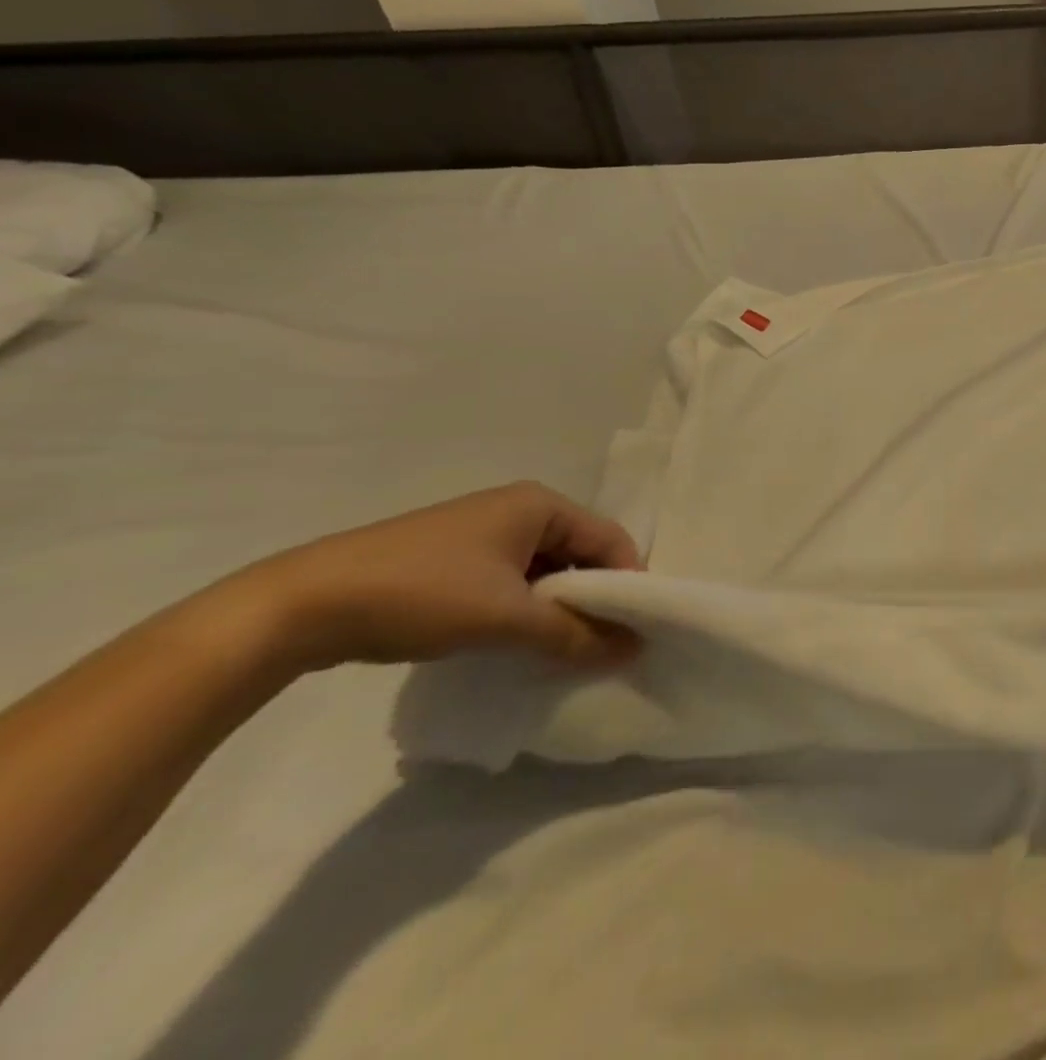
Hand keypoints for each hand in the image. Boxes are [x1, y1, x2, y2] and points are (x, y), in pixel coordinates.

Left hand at [220, 483, 643, 671]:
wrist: (302, 605)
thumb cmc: (422, 594)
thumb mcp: (506, 618)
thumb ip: (574, 635)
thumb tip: (633, 650)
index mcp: (541, 504)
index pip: (610, 539)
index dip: (627, 585)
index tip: (633, 633)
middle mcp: (519, 509)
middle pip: (581, 554)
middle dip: (592, 600)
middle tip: (599, 648)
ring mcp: (484, 533)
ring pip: (546, 571)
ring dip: (557, 610)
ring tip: (558, 652)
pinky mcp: (456, 559)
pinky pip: (514, 581)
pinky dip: (525, 610)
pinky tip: (515, 643)